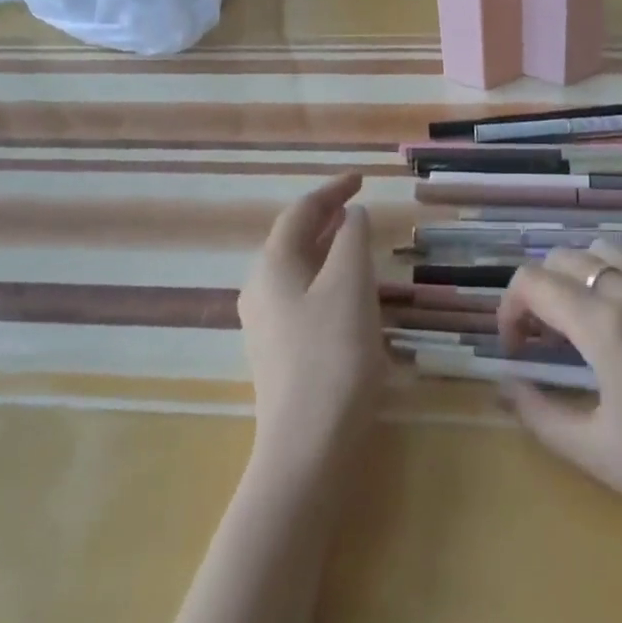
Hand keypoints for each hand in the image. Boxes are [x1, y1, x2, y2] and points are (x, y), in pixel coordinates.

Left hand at [239, 174, 385, 467]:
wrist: (308, 444)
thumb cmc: (333, 354)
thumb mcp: (351, 285)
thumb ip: (353, 240)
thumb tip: (352, 216)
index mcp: (273, 265)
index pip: (302, 212)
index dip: (332, 190)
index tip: (361, 178)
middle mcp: (260, 288)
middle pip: (293, 239)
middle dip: (326, 218)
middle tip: (358, 206)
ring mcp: (265, 323)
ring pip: (297, 269)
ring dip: (326, 248)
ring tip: (354, 240)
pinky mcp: (277, 352)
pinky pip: (300, 296)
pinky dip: (325, 278)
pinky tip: (347, 292)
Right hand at [497, 241, 621, 546]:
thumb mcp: (593, 451)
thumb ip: (538, 413)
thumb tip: (505, 383)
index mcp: (601, 324)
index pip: (532, 283)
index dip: (509, 309)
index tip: (515, 349)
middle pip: (564, 259)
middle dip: (540, 292)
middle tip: (545, 339)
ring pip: (609, 248)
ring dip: (582, 273)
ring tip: (586, 315)